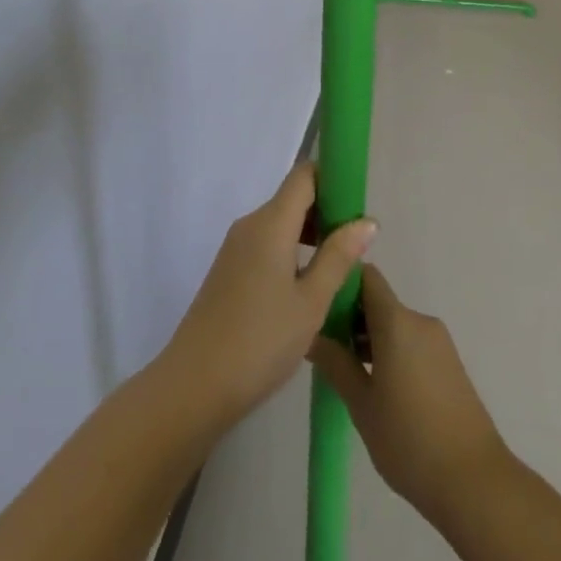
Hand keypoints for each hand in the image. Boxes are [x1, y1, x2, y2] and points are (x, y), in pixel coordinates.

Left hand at [162, 162, 376, 423]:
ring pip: (281, 223)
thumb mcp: (311, 303)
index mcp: (271, 222)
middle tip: (356, 247)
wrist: (193, 386)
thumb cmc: (260, 341)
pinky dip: (291, 252)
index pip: (305, 175)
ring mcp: (236, 247)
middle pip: (294, 198)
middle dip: (327, 212)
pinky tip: (306, 288)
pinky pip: (267, 244)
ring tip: (338, 271)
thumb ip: (339, 257)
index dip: (333, 179)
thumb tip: (367, 221)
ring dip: (310, 235)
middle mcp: (251, 224)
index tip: (358, 205)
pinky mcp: (229, 269)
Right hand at [308, 266, 510, 524]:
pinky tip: (381, 390)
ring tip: (349, 374)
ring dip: (371, 340)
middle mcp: (419, 320)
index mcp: (397, 320)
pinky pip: (412, 343)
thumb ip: (335, 363)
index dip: (341, 284)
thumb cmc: (409, 440)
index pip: (366, 276)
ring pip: (395, 325)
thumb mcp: (361, 404)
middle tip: (328, 350)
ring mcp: (439, 342)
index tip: (321, 308)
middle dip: (352, 318)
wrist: (475, 482)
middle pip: (379, 302)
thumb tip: (310, 334)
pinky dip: (392, 353)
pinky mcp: (450, 364)